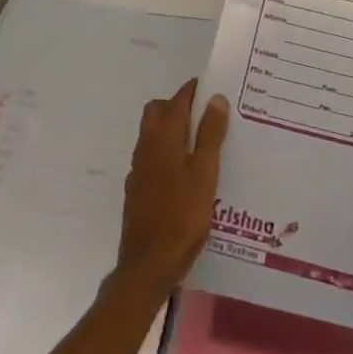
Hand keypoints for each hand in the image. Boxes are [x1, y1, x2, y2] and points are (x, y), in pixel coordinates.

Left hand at [116, 77, 229, 292]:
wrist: (148, 265)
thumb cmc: (182, 216)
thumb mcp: (205, 173)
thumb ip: (210, 134)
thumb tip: (215, 97)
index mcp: (163, 137)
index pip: (177, 99)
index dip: (194, 90)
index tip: (215, 88)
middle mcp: (146, 146)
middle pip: (158, 112)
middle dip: (180, 107)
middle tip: (208, 117)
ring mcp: (138, 169)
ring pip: (153, 135)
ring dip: (174, 130)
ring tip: (203, 144)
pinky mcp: (137, 190)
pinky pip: (153, 158)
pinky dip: (168, 154)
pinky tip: (187, 174)